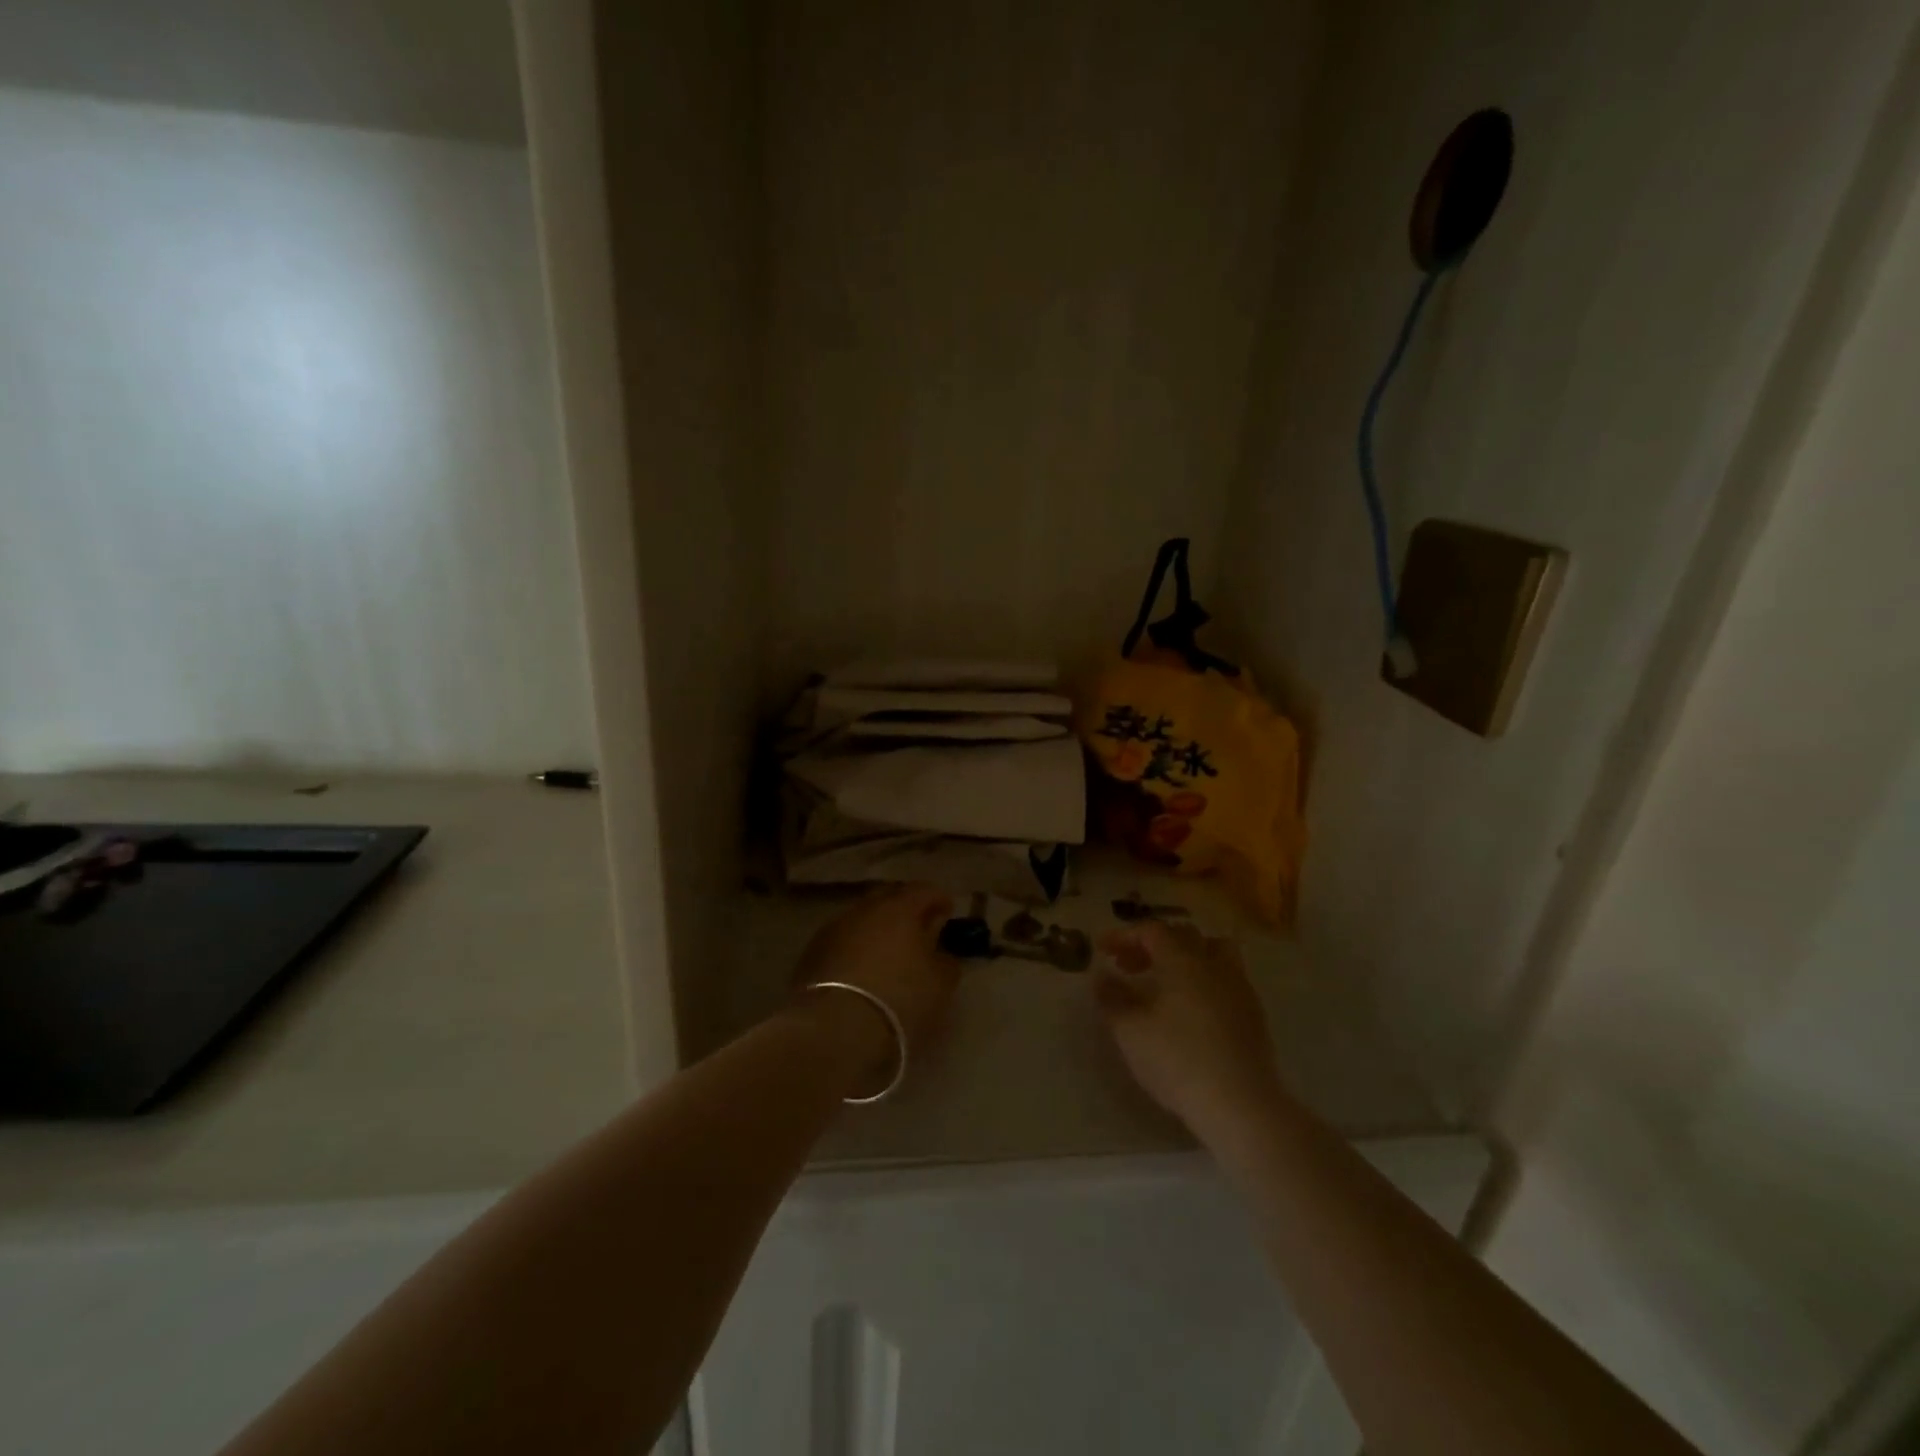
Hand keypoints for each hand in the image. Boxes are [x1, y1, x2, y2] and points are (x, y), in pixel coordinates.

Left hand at [793, 885, 961, 1078]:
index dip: (939, 899)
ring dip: (877, 928)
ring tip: (888, 950)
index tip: (948, 911)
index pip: (924, 891)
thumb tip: (940, 953)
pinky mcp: (812, 953)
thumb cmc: (899, 1001)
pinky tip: (861, 968)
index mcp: (899, 909)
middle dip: (905, 908)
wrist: (834, 1030)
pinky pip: (842, 940)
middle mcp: (864, 910)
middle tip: (918, 927)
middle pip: (889, 897)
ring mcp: (834, 929)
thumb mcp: (940, 985)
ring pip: (862, 918)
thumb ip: (946, 962)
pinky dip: (856, 947)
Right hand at [1094, 921, 1281, 1133]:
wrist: (1241, 1106)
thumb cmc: (1178, 1061)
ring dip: (1186, 957)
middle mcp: (1214, 965)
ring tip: (1166, 980)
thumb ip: (1112, 999)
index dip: (1124, 935)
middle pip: (1183, 936)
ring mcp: (1240, 988)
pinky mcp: (1255, 1015)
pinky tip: (1192, 1010)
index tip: (1102, 951)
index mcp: (1183, 961)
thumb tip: (1101, 977)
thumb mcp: (1131, 1032)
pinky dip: (1205, 981)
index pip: (1152, 930)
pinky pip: (1227, 979)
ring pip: (1214, 952)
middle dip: (1152, 945)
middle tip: (1128, 967)